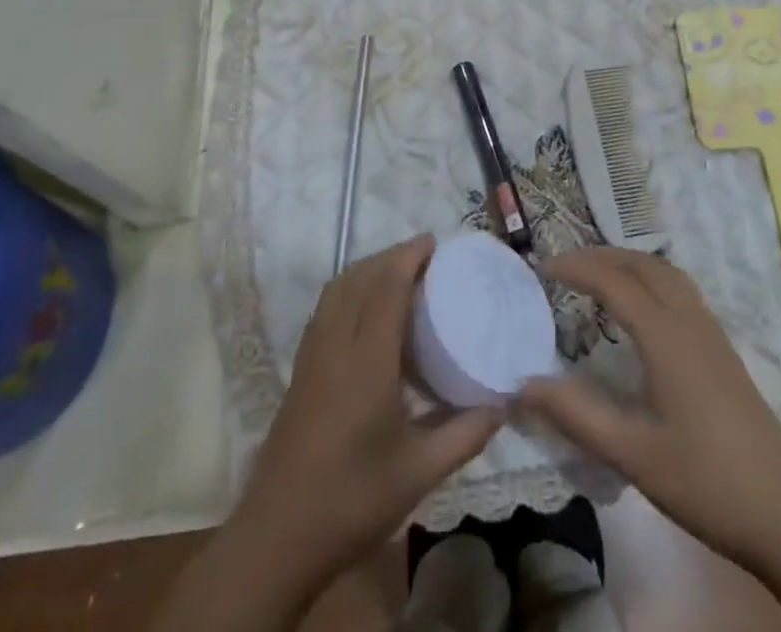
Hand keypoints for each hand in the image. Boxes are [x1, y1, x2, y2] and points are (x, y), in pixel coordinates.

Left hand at [226, 237, 503, 599]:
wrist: (277, 537)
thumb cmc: (353, 499)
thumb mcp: (420, 472)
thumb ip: (465, 434)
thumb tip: (503, 403)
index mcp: (366, 359)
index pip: (386, 286)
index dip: (409, 256)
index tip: (435, 243)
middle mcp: (336, 344)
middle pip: (360, 277)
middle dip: (391, 256)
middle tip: (426, 257)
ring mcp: (312, 355)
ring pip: (338, 289)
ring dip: (367, 269)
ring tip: (399, 274)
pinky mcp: (300, 369)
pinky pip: (326, 308)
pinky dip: (349, 290)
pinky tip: (367, 312)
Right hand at [519, 248, 780, 576]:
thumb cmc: (707, 483)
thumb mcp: (634, 455)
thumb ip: (578, 415)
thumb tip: (524, 384)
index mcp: (666, 337)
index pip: (613, 281)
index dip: (576, 268)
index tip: (542, 268)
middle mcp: (689, 321)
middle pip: (642, 264)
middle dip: (601, 256)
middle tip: (565, 267)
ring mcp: (711, 333)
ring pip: (666, 273)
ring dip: (628, 262)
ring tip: (598, 275)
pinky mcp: (723, 349)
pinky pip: (680, 289)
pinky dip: (650, 278)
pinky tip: (641, 308)